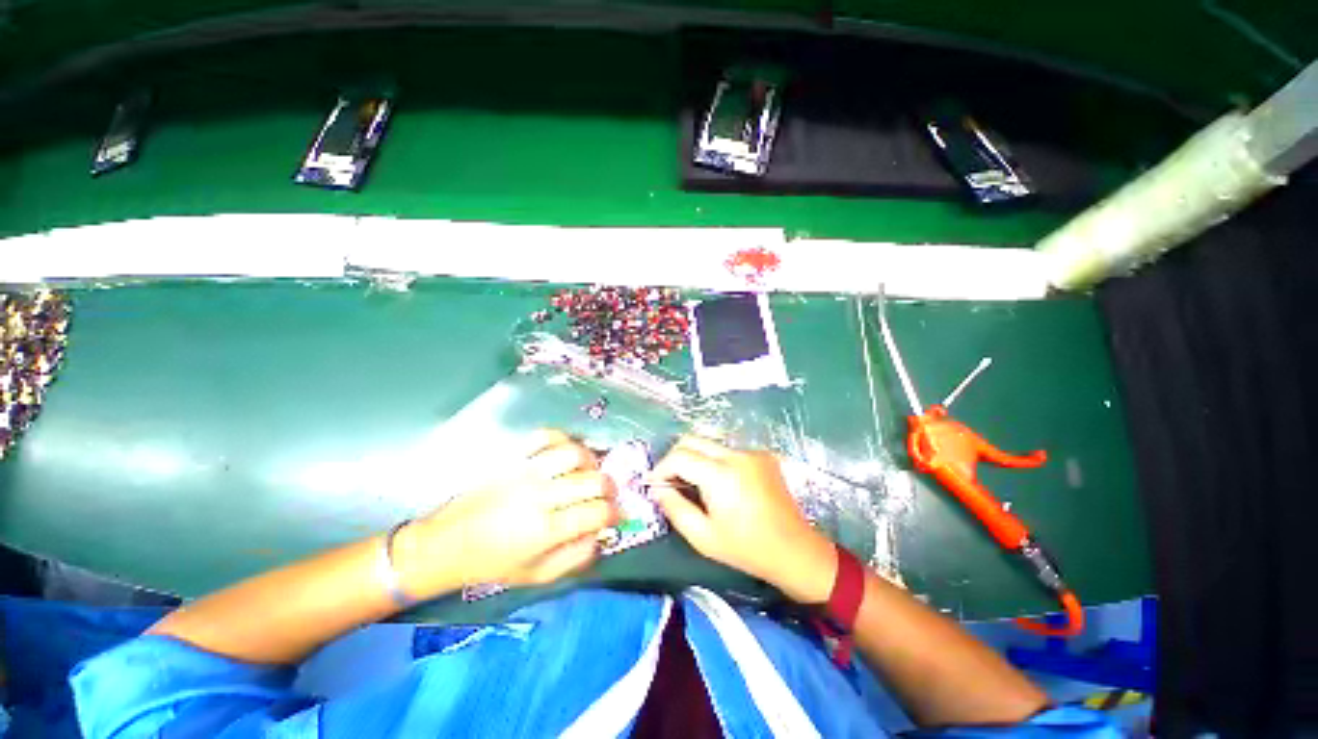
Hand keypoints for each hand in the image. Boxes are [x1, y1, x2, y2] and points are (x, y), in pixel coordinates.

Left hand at [394, 430, 618, 596]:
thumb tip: (601, 534)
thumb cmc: (492, 564)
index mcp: (545, 531)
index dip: (615, 513)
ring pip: (573, 453)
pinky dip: (562, 438)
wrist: (446, 544)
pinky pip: (544, 436)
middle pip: (593, 480)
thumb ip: (576, 557)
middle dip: (609, 487)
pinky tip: (565, 452)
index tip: (616, 515)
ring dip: (590, 460)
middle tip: (607, 494)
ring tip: (589, 470)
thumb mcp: (538, 575)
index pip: (597, 513)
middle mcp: (539, 496)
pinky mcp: (513, 458)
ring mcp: (525, 472)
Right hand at [649, 436, 836, 603]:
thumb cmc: (746, 548)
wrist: (795, 550)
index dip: (661, 468)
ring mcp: (752, 452)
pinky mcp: (762, 455)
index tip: (655, 483)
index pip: (680, 456)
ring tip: (693, 484)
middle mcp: (736, 455)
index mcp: (721, 475)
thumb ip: (674, 508)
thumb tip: (658, 488)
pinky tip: (721, 484)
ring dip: (695, 458)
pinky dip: (715, 461)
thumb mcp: (703, 537)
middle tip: (670, 480)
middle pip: (693, 440)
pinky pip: (729, 451)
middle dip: (675, 457)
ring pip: (710, 444)